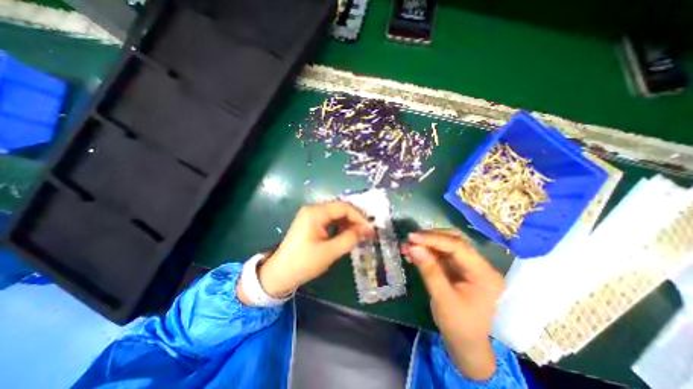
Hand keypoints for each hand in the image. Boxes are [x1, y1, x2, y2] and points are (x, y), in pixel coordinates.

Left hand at [242, 202, 377, 301]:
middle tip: (367, 232)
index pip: (344, 207)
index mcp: (315, 212)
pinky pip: (330, 220)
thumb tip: (368, 229)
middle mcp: (313, 209)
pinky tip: (347, 235)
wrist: (280, 274)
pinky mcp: (311, 223)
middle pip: (340, 209)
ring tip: (359, 235)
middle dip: (355, 219)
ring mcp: (311, 216)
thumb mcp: (330, 251)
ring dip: (348, 223)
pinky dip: (340, 226)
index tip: (370, 229)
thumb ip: (350, 238)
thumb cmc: (304, 262)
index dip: (359, 217)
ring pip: (336, 214)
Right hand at [401, 230, 504, 379]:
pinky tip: (412, 255)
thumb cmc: (458, 325)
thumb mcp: (442, 299)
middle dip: (429, 239)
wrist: (465, 345)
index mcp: (484, 274)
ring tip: (407, 247)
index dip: (433, 239)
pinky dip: (426, 252)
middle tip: (409, 241)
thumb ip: (429, 270)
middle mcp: (479, 265)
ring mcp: (468, 266)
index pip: (458, 247)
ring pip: (445, 246)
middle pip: (453, 241)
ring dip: (425, 245)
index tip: (412, 237)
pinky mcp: (457, 268)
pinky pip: (440, 255)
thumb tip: (413, 247)